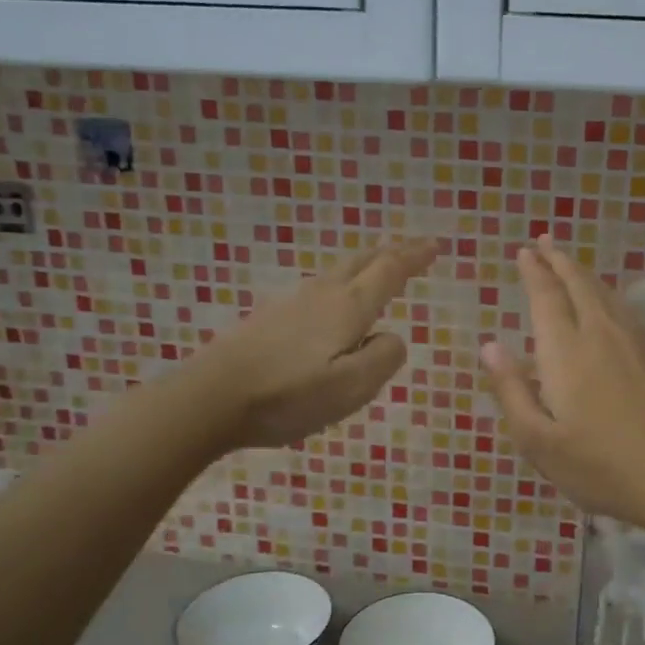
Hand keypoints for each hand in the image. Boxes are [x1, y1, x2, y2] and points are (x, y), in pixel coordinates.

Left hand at [196, 240, 436, 449]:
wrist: (210, 398)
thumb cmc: (288, 395)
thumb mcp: (352, 387)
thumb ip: (383, 358)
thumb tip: (392, 337)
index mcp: (347, 308)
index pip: (389, 271)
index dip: (414, 257)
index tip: (435, 246)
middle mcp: (322, 296)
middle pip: (361, 261)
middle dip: (391, 252)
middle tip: (414, 249)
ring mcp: (291, 304)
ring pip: (338, 273)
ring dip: (365, 266)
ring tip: (379, 270)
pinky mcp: (270, 320)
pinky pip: (319, 291)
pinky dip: (341, 285)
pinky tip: (334, 305)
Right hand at [479, 237, 644, 531]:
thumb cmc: (602, 467)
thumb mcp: (539, 442)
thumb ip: (512, 391)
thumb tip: (490, 346)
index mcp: (567, 351)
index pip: (546, 297)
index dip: (534, 271)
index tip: (525, 251)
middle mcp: (603, 335)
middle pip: (580, 285)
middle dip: (559, 260)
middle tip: (545, 242)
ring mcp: (640, 344)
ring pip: (609, 296)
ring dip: (586, 276)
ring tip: (573, 267)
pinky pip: (630, 315)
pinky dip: (612, 301)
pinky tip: (612, 311)